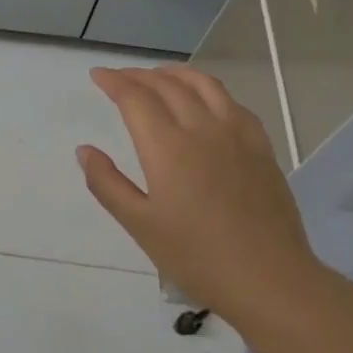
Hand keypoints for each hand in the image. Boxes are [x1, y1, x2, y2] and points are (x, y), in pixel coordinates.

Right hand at [78, 65, 326, 329]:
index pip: (136, 98)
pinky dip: (209, 90)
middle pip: (168, 85)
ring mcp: (237, 135)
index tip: (97, 75)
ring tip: (158, 76)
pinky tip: (204, 101)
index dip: (114, 82)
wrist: (269, 278)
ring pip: (205, 85)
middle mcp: (203, 129)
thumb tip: (84, 150)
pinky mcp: (261, 147)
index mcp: (168, 147)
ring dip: (176, 73)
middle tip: (119, 77)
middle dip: (139, 75)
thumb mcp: (140, 224)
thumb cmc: (196, 256)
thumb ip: (107, 183)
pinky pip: (232, 102)